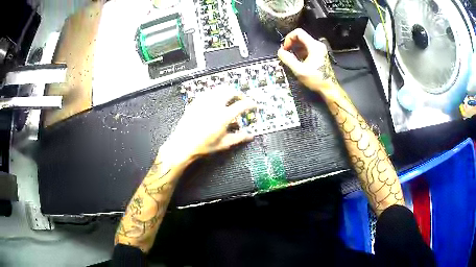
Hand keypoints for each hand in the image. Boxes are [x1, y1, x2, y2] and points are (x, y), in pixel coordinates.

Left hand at [161, 89, 255, 165]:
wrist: (182, 145)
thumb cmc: (203, 146)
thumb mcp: (223, 144)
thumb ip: (239, 138)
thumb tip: (250, 136)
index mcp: (224, 116)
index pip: (242, 104)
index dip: (250, 103)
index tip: (253, 105)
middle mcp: (215, 105)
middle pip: (231, 91)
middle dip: (239, 93)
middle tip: (241, 99)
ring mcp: (204, 102)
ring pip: (219, 89)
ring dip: (227, 91)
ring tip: (230, 98)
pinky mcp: (195, 102)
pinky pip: (208, 93)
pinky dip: (215, 94)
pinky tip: (215, 100)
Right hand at [277, 28, 338, 93]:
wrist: (329, 88)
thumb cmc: (316, 79)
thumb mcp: (299, 70)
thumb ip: (288, 59)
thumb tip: (280, 52)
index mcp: (314, 46)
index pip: (298, 32)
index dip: (288, 38)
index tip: (285, 48)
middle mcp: (318, 45)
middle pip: (301, 36)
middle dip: (291, 43)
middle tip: (286, 53)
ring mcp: (319, 49)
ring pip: (303, 42)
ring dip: (295, 48)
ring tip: (291, 58)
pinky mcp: (319, 54)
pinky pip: (307, 48)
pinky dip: (300, 52)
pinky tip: (298, 61)